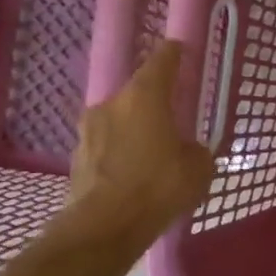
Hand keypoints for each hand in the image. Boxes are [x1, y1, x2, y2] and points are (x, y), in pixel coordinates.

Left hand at [62, 41, 214, 245]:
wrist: (105, 227)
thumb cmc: (159, 187)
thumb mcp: (199, 167)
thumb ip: (196, 149)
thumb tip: (188, 150)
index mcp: (144, 97)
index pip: (161, 61)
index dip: (174, 54)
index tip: (181, 49)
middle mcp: (112, 104)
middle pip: (137, 94)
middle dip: (155, 103)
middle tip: (173, 118)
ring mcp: (89, 131)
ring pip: (120, 121)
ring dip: (136, 130)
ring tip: (153, 152)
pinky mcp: (77, 158)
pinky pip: (107, 147)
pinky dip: (121, 154)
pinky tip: (135, 174)